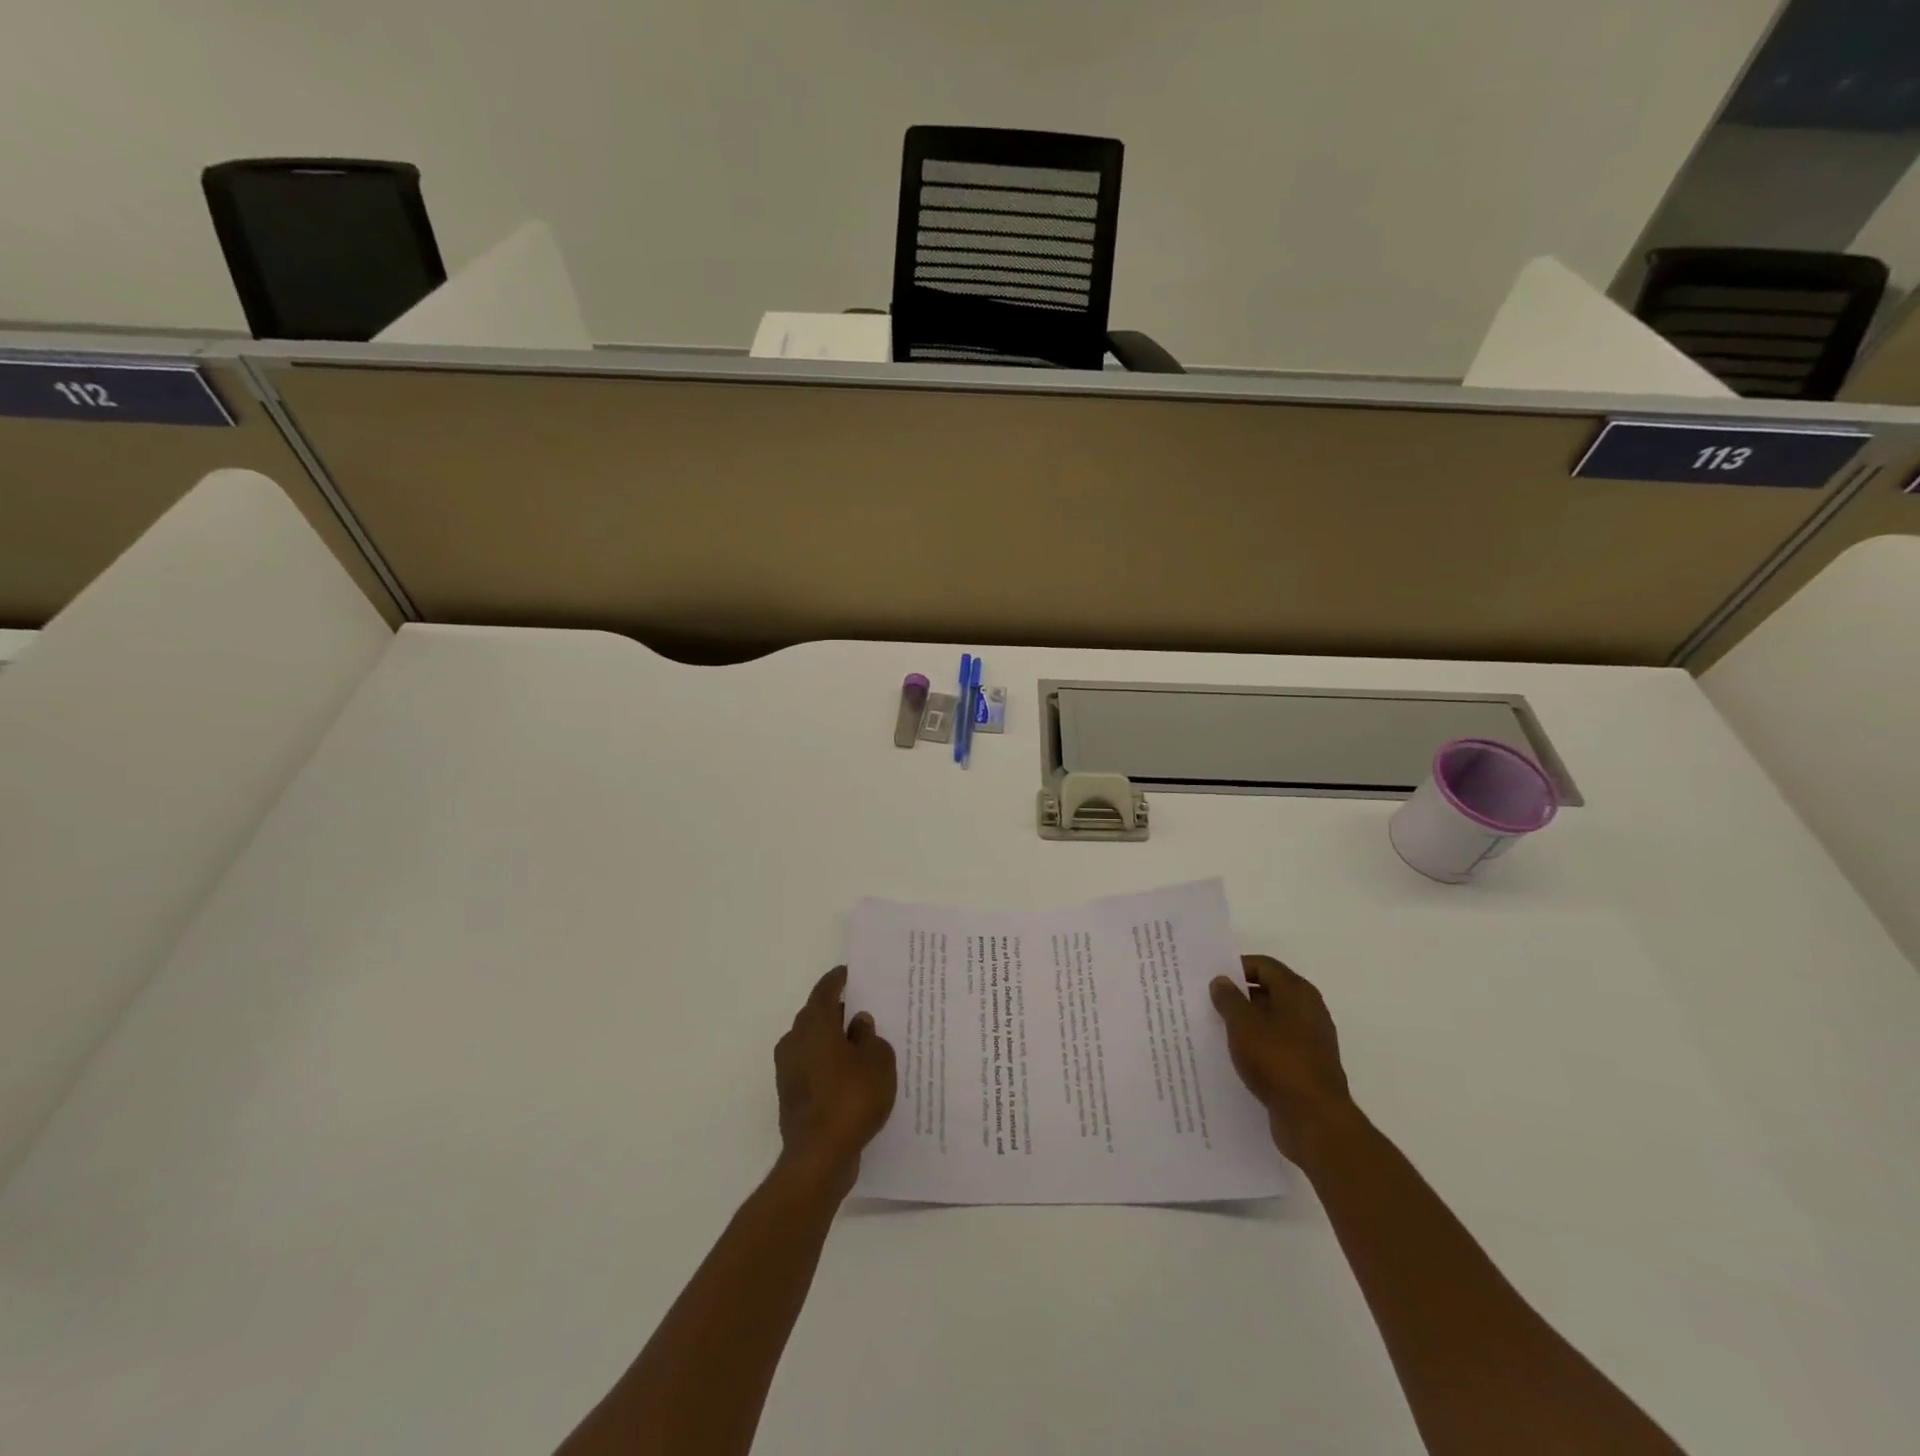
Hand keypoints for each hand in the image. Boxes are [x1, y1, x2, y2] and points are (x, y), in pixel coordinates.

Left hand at [774, 966, 897, 1192]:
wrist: (820, 1156)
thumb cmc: (852, 1097)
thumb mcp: (878, 1061)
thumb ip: (870, 1036)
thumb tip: (858, 1023)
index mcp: (814, 1023)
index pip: (825, 990)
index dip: (839, 979)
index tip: (851, 973)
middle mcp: (795, 1040)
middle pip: (818, 1016)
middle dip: (839, 1012)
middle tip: (866, 1011)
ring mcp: (788, 1070)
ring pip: (814, 1044)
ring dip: (834, 1042)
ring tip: (863, 1046)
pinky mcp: (790, 1096)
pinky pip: (813, 1068)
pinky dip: (830, 1066)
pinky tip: (852, 1077)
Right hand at [1209, 954, 1356, 1165]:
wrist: (1314, 1119)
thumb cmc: (1277, 1060)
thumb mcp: (1243, 1024)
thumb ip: (1229, 999)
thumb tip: (1221, 980)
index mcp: (1297, 992)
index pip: (1264, 966)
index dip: (1236, 967)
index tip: (1211, 977)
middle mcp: (1309, 1011)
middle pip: (1270, 991)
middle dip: (1239, 995)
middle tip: (1208, 1001)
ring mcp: (1310, 1041)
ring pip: (1272, 1021)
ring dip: (1247, 1022)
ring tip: (1216, 1028)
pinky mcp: (1306, 1067)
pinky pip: (1276, 1046)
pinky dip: (1257, 1045)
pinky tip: (1235, 1056)